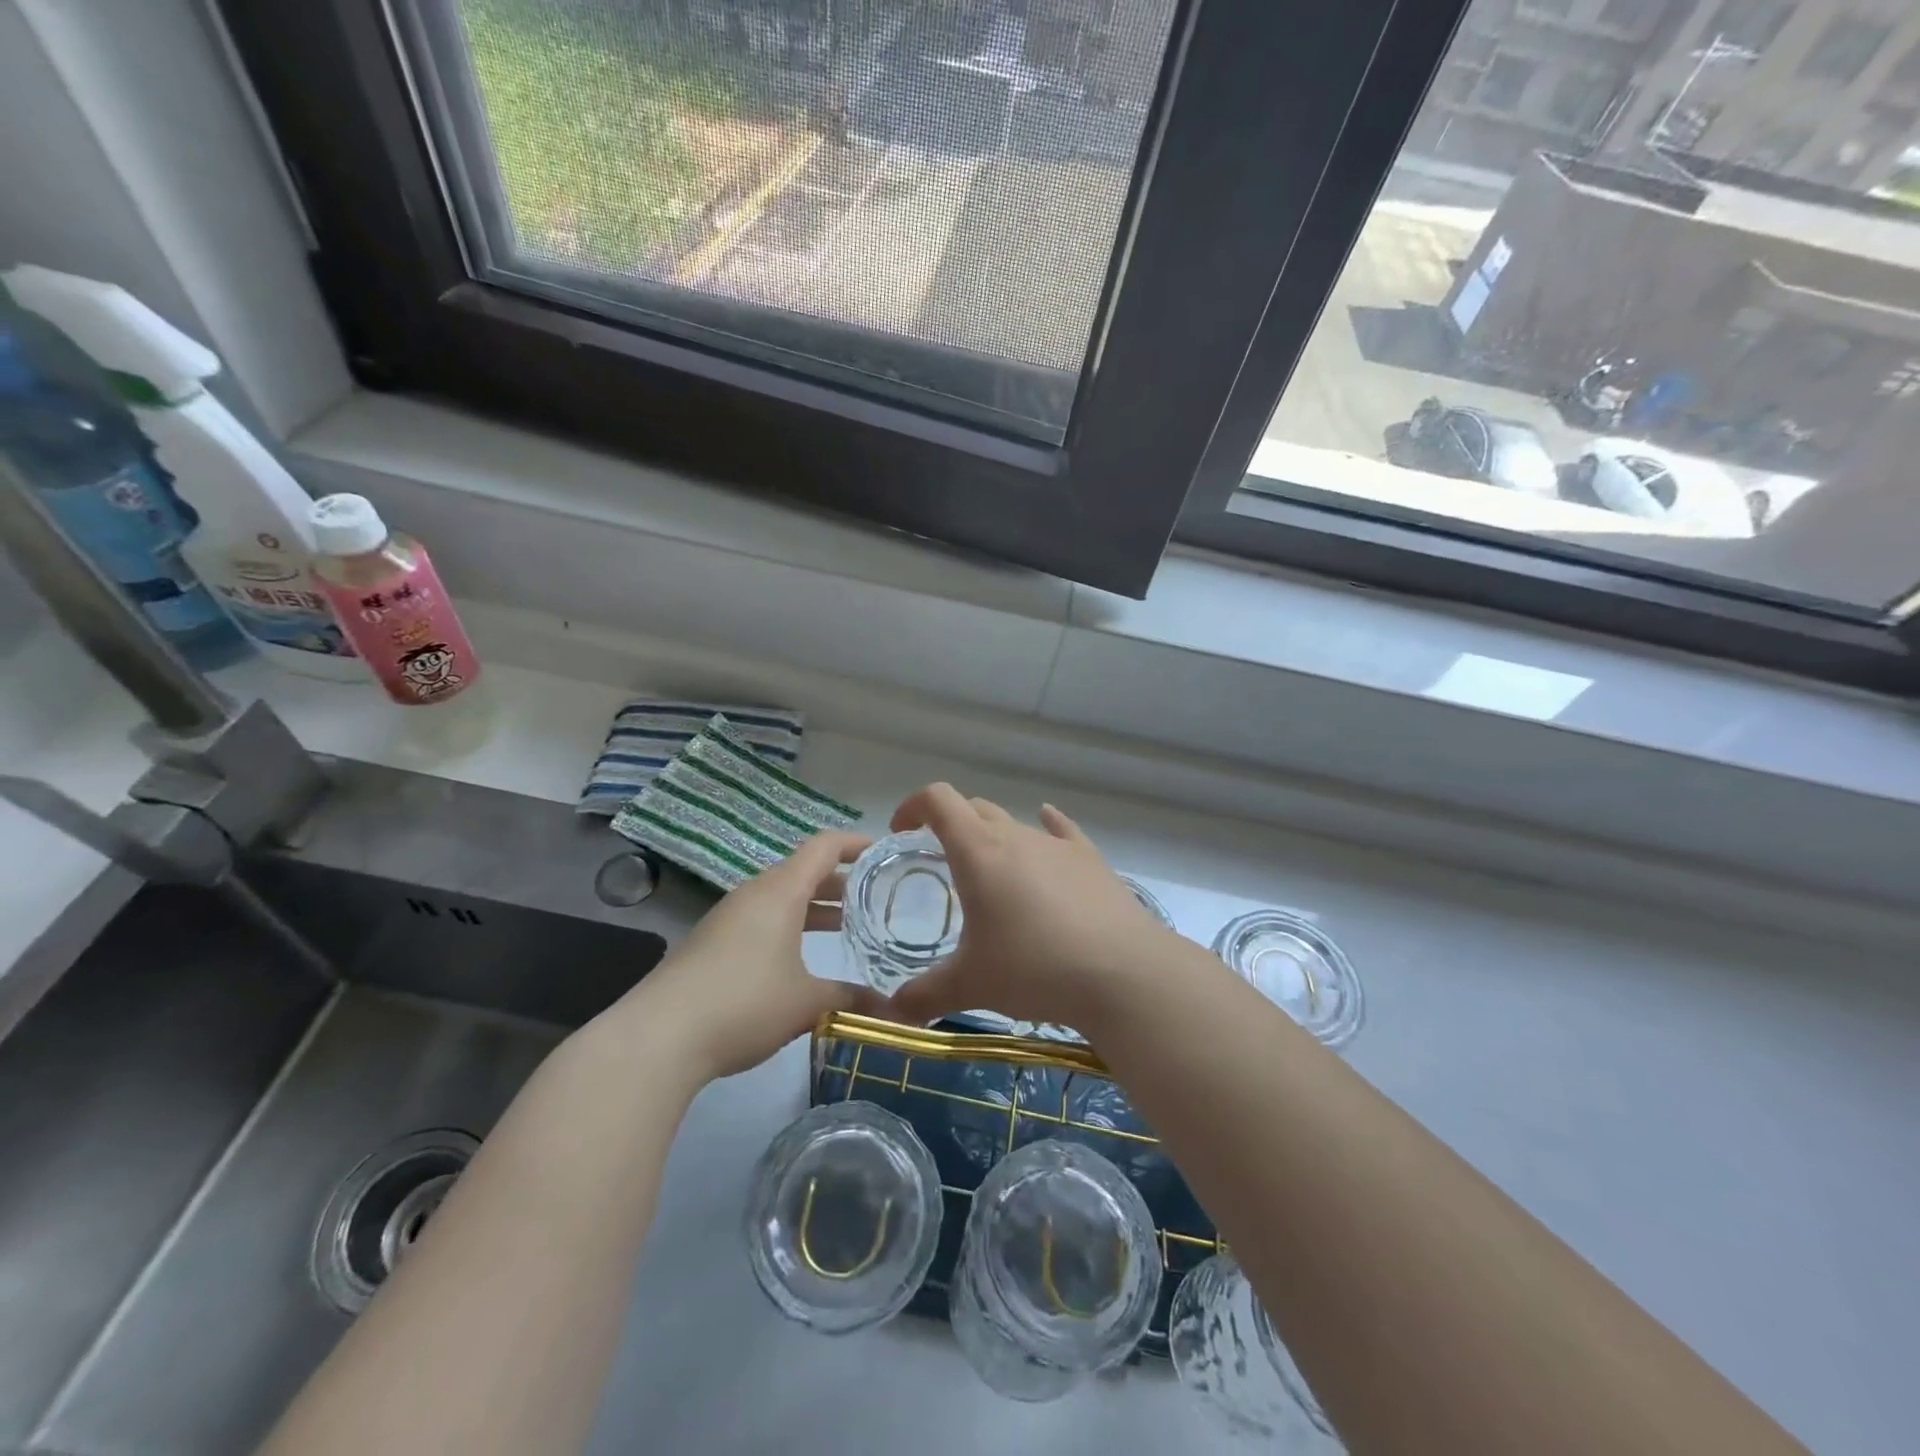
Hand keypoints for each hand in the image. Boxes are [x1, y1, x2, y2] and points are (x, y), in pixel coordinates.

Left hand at [624, 831, 888, 1082]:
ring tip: (844, 924)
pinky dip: (788, 925)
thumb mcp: (806, 1002)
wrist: (660, 1036)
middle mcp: (754, 894)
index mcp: (781, 892)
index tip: (883, 851)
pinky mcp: (712, 943)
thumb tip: (887, 1007)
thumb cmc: (745, 1003)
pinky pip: (760, 919)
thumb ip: (848, 997)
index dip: (855, 843)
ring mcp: (728, 918)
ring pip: (780, 897)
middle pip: (802, 871)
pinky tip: (799, 958)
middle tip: (873, 896)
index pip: (823, 847)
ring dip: (812, 905)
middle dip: (839, 880)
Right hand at [884, 784, 1177, 1032]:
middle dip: (950, 824)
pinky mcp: (1090, 859)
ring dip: (994, 838)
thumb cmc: (1034, 969)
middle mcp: (1016, 835)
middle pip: (974, 808)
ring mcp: (1057, 844)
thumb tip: (891, 1014)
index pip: (938, 799)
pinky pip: (1061, 830)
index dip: (913, 805)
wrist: (1122, 973)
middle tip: (940, 860)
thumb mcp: (971, 985)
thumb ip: (924, 996)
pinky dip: (1046, 827)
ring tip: (992, 875)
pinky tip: (1047, 827)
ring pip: (1015, 823)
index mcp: (978, 852)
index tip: (901, 832)